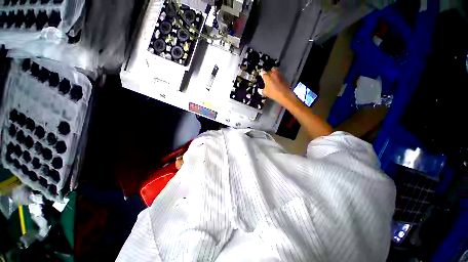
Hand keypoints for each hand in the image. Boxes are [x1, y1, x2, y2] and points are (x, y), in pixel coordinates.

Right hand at [262, 68, 292, 103]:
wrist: (284, 94)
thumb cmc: (273, 93)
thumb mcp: (265, 93)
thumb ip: (262, 90)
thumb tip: (261, 90)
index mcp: (267, 77)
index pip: (263, 73)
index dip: (262, 75)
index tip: (262, 78)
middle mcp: (273, 74)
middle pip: (271, 69)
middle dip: (269, 72)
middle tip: (268, 76)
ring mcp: (279, 75)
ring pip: (276, 71)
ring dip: (274, 74)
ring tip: (273, 78)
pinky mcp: (284, 78)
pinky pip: (280, 75)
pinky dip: (278, 77)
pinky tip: (277, 82)